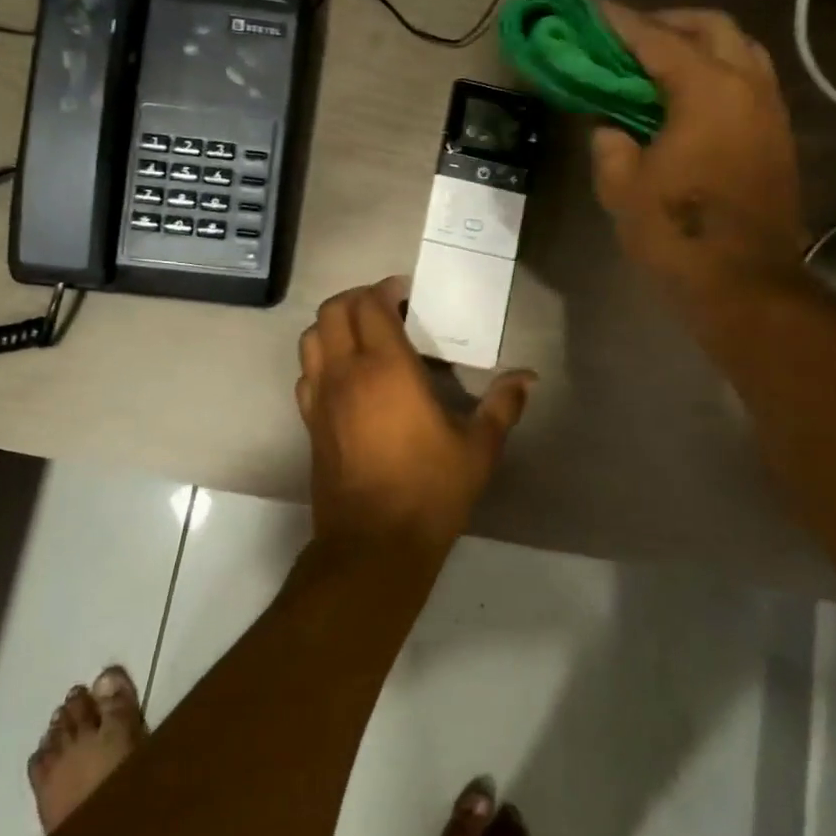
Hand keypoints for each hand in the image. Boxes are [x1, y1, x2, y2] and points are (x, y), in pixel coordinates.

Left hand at [296, 277, 533, 556]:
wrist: (374, 545)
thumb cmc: (430, 490)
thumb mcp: (478, 448)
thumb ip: (503, 405)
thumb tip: (529, 377)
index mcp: (386, 368)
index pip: (369, 304)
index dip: (385, 290)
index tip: (407, 295)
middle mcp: (346, 373)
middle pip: (333, 311)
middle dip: (357, 299)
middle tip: (387, 310)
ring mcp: (321, 397)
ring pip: (311, 338)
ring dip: (334, 326)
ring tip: (364, 338)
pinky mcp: (309, 422)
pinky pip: (306, 373)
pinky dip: (321, 360)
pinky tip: (347, 378)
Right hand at [591, 4, 807, 304]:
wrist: (746, 283)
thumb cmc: (678, 233)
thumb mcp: (623, 189)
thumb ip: (610, 146)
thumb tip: (611, 128)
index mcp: (707, 91)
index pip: (659, 40)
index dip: (622, 23)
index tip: (594, 10)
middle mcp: (747, 86)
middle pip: (712, 26)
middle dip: (670, 21)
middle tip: (631, 35)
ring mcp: (770, 110)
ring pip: (740, 49)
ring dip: (700, 43)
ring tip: (661, 61)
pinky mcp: (778, 136)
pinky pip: (750, 79)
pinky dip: (719, 70)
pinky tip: (690, 95)